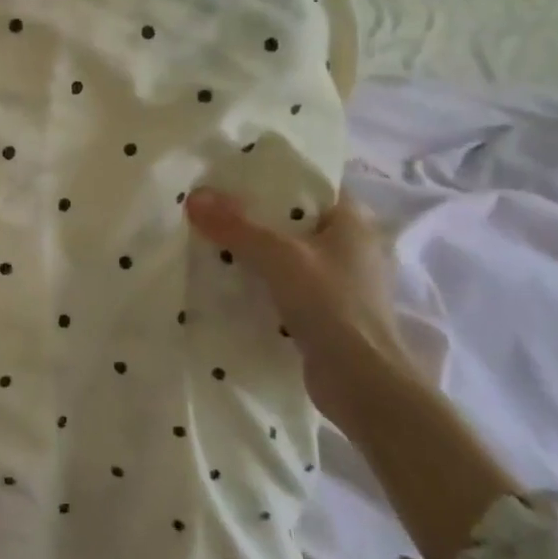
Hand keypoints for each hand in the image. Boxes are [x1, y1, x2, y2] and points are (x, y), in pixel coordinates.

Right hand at [185, 189, 415, 429]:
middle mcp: (350, 246)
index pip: (311, 184)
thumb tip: (195, 197)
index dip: (274, 176)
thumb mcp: (278, 256)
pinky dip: (260, 281)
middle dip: (254, 215)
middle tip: (211, 206)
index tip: (233, 174)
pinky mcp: (326, 312)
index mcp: (352, 221)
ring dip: (254, 251)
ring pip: (288, 254)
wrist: (362, 383)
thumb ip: (236, 226)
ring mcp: (339, 282)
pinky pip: (285, 284)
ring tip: (210, 240)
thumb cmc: (331, 305)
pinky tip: (228, 281)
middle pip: (294, 220)